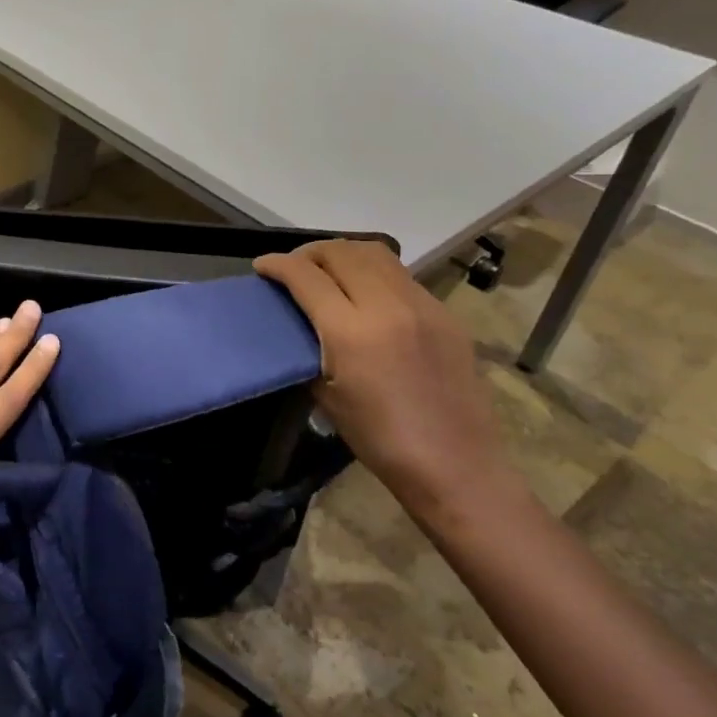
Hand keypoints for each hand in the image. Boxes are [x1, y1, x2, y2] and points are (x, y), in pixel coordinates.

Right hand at [255, 241, 507, 513]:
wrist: (455, 464)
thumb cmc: (379, 440)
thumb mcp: (326, 396)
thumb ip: (309, 348)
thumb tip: (298, 324)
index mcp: (351, 332)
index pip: (306, 276)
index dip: (277, 265)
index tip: (262, 266)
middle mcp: (387, 306)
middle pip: (341, 252)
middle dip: (309, 253)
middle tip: (294, 268)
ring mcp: (422, 305)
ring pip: (375, 253)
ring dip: (343, 254)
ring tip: (328, 271)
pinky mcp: (444, 313)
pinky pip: (401, 275)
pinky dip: (374, 272)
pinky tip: (366, 294)